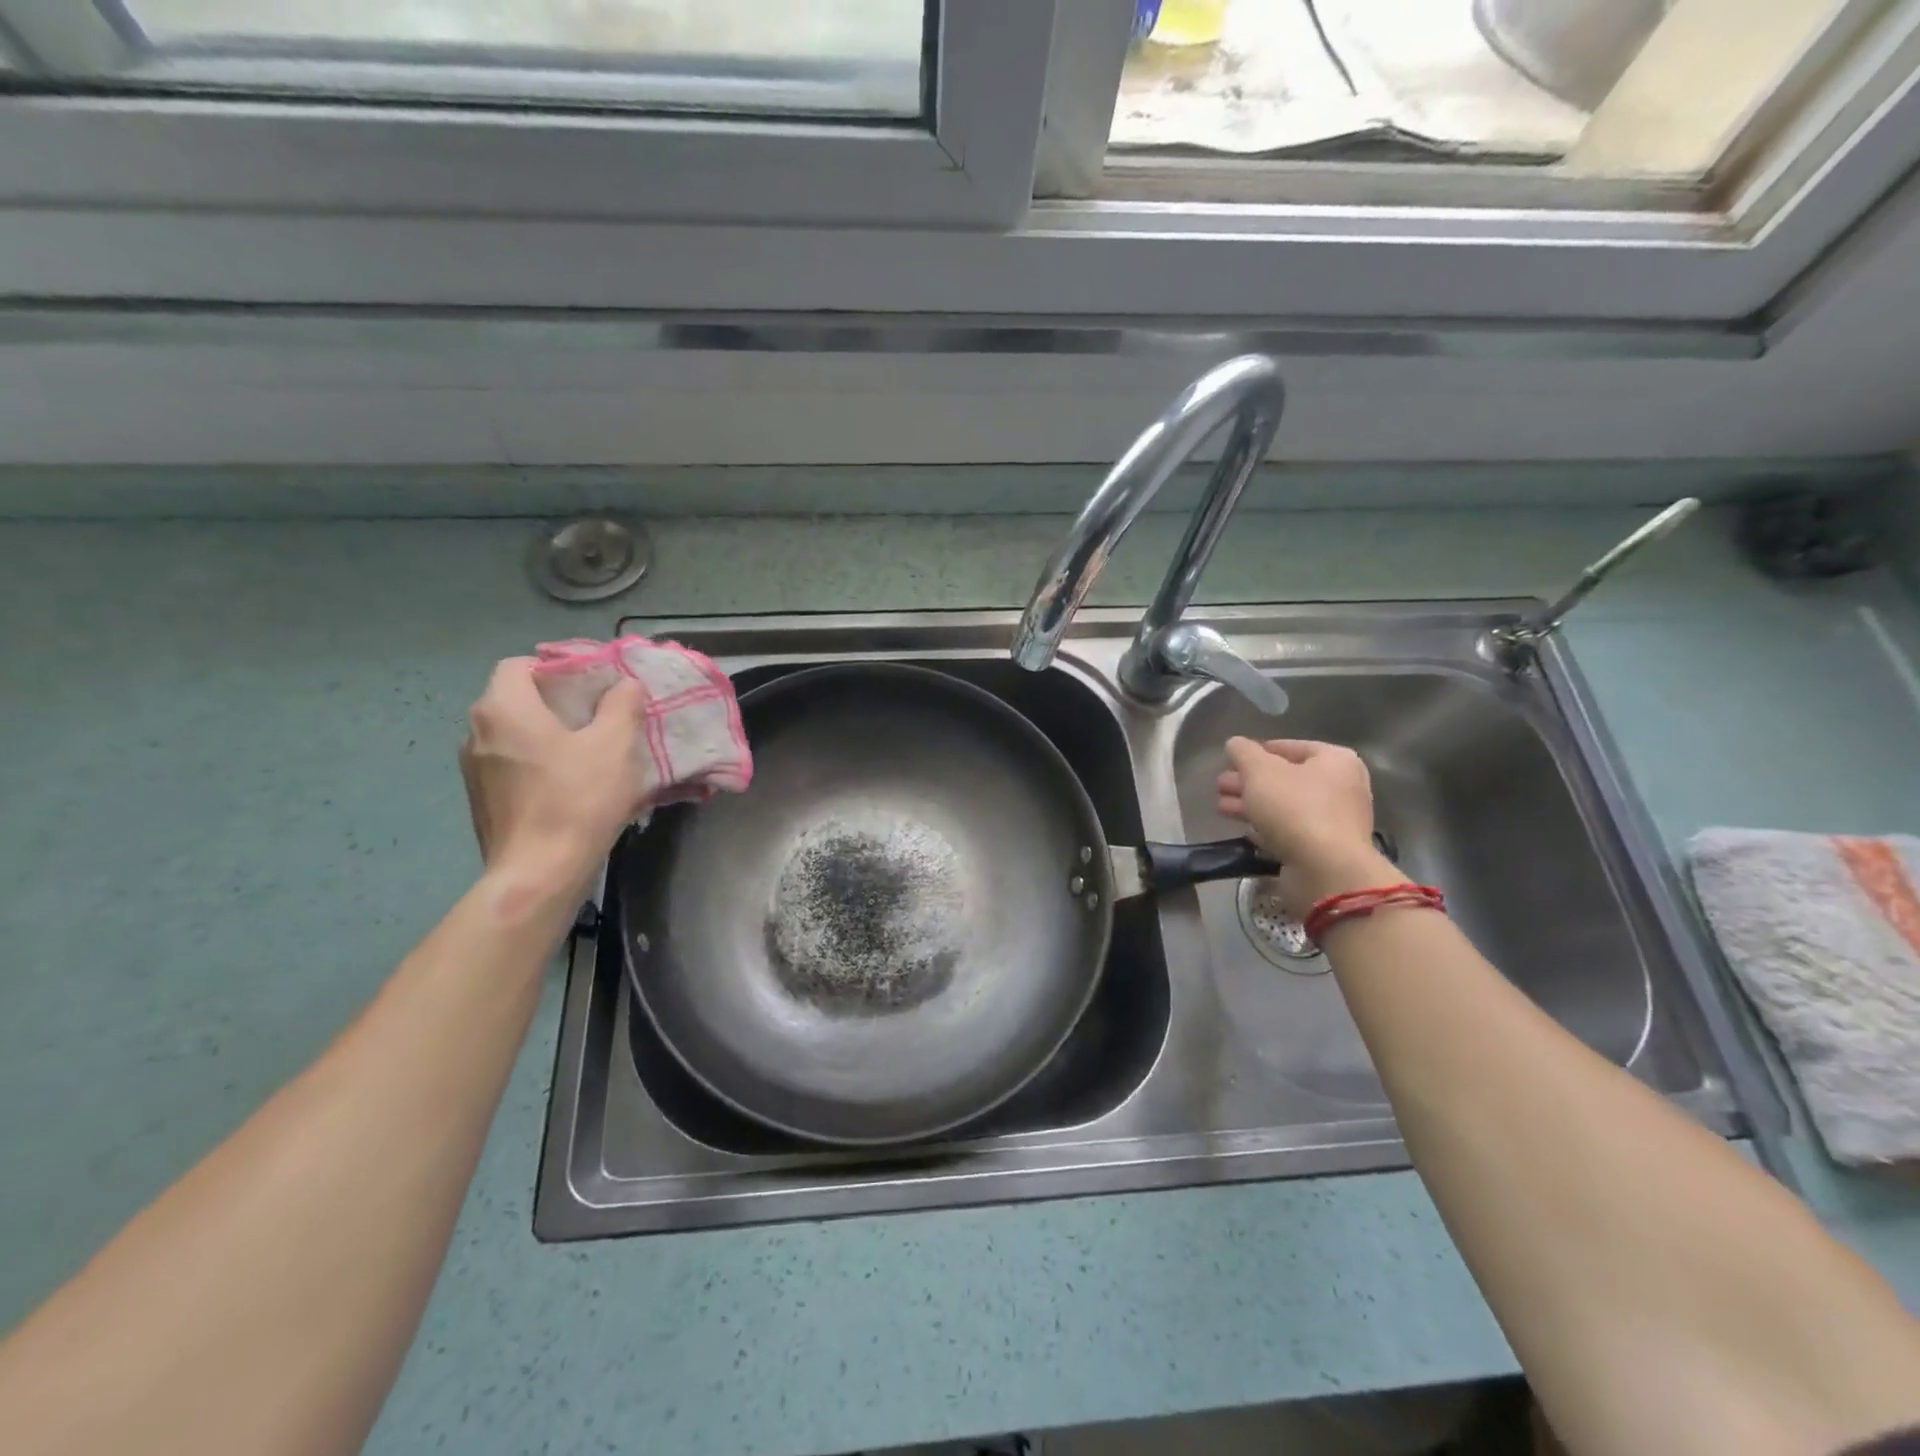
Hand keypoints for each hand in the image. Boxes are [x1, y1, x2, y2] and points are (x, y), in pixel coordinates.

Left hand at [459, 657, 647, 892]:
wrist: (539, 873)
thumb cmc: (577, 799)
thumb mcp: (615, 745)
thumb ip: (621, 705)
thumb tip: (624, 684)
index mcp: (504, 708)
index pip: (520, 665)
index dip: (557, 667)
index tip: (594, 683)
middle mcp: (477, 732)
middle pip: (517, 699)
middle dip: (558, 701)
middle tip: (600, 715)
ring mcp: (474, 769)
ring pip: (515, 734)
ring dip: (548, 734)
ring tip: (589, 750)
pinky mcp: (482, 799)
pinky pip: (512, 764)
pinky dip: (538, 762)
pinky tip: (569, 783)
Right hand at [1216, 737, 1394, 914]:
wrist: (1325, 869)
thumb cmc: (1295, 808)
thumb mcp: (1260, 771)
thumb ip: (1243, 752)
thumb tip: (1235, 744)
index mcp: (1335, 760)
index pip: (1290, 747)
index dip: (1257, 752)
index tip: (1230, 761)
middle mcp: (1342, 787)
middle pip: (1285, 778)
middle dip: (1249, 781)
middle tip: (1220, 785)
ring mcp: (1335, 821)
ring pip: (1285, 806)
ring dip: (1252, 805)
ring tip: (1221, 808)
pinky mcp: (1324, 849)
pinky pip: (1291, 831)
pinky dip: (1267, 828)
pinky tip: (1245, 830)